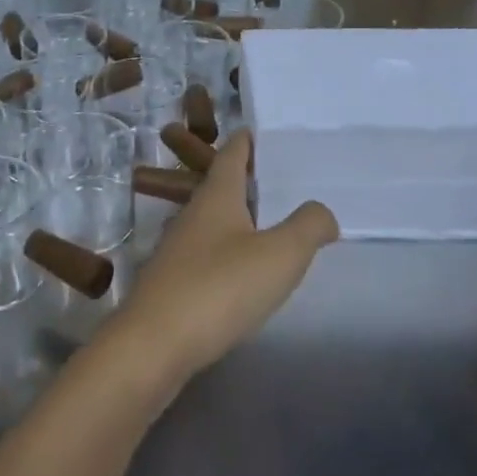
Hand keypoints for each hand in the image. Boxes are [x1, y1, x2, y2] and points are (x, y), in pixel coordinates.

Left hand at [108, 131, 337, 388]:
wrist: (154, 344)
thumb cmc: (220, 288)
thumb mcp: (279, 255)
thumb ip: (308, 227)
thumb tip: (322, 211)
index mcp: (216, 197)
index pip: (231, 156)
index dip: (245, 142)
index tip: (258, 131)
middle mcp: (192, 215)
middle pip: (218, 186)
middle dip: (244, 180)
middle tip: (276, 179)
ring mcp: (177, 249)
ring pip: (211, 221)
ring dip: (235, 218)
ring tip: (266, 225)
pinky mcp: (171, 283)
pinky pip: (205, 254)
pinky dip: (226, 251)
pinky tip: (240, 271)